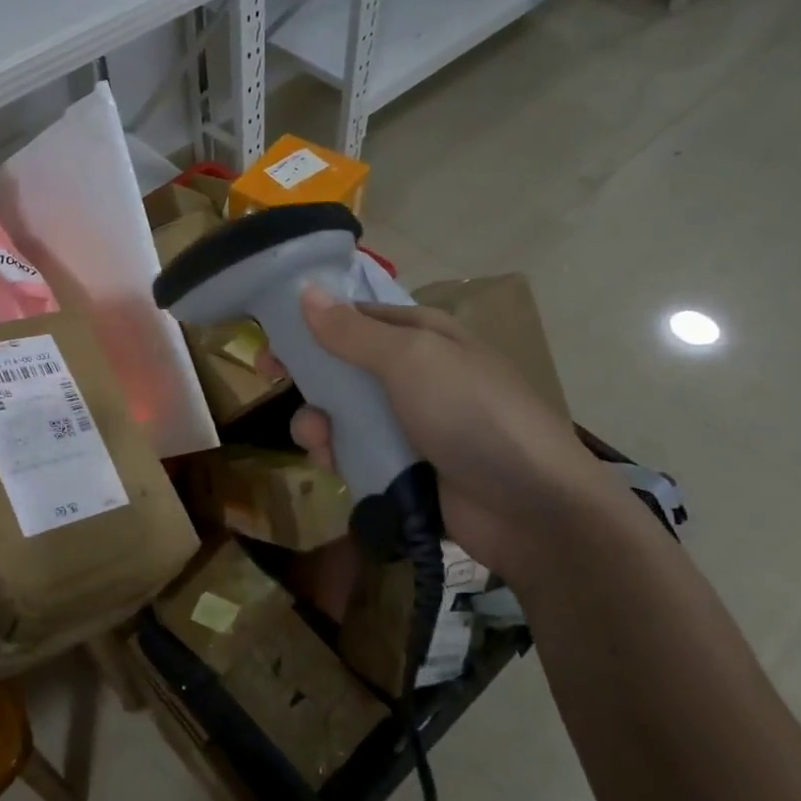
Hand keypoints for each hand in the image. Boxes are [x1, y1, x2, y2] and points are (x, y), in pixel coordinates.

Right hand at [274, 287, 617, 577]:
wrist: (530, 509)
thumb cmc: (472, 415)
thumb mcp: (411, 360)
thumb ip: (353, 332)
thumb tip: (306, 291)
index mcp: (422, 335)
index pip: (356, 316)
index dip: (311, 323)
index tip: (270, 336)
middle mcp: (415, 374)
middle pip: (344, 365)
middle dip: (310, 375)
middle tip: (272, 381)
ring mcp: (411, 423)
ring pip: (344, 412)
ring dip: (320, 421)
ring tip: (319, 439)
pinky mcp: (405, 467)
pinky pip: (357, 452)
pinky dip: (339, 455)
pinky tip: (333, 465)